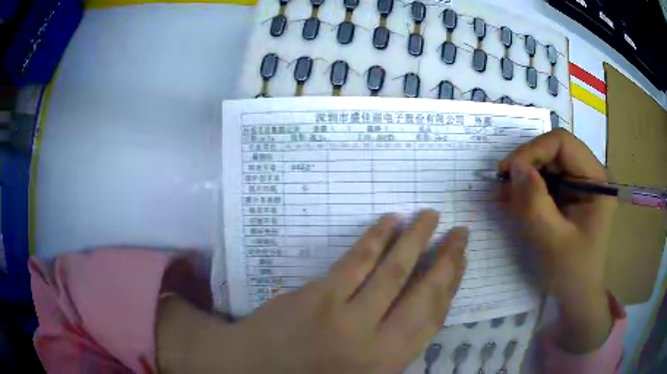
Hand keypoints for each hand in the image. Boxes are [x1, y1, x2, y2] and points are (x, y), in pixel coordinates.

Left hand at [158, 211, 468, 372]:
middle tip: (461, 232)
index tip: (461, 261)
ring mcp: (347, 318)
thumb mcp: (364, 371)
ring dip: (416, 239)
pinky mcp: (319, 297)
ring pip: (394, 271)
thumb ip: (394, 346)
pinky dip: (376, 238)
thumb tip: (424, 309)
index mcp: (388, 364)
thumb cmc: (311, 373)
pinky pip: (356, 262)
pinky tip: (391, 220)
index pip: (433, 319)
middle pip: (423, 294)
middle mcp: (376, 343)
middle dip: (447, 259)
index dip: (452, 286)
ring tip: (431, 216)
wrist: (253, 369)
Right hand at [499, 129, 615, 352]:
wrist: (577, 295)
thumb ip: (535, 203)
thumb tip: (515, 167)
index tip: (508, 172)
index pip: (563, 143)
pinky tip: (516, 201)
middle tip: (503, 185)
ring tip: (507, 196)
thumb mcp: (553, 241)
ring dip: (526, 176)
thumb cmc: (572, 273)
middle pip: (554, 151)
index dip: (533, 150)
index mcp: (596, 180)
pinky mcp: (570, 195)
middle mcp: (590, 175)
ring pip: (548, 164)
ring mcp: (580, 184)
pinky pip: (546, 180)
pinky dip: (529, 188)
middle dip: (527, 164)